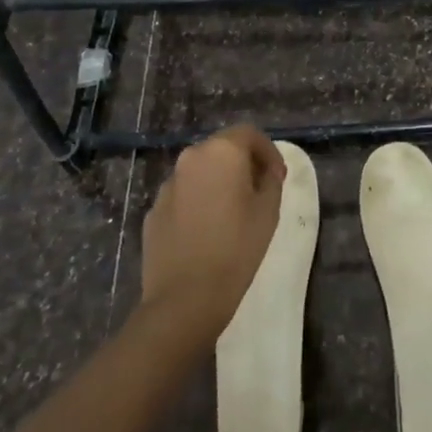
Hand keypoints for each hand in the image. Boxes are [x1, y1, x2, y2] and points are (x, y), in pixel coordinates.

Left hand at [139, 124, 285, 336]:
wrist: (185, 298)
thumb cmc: (237, 248)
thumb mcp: (268, 211)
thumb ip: (270, 180)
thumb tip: (265, 171)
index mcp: (221, 152)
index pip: (249, 133)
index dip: (268, 151)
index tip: (278, 176)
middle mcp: (190, 159)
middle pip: (222, 149)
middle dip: (243, 164)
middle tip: (259, 190)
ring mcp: (167, 185)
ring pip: (200, 172)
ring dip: (218, 182)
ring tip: (233, 212)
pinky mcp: (154, 211)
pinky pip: (183, 196)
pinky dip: (198, 202)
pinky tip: (207, 230)